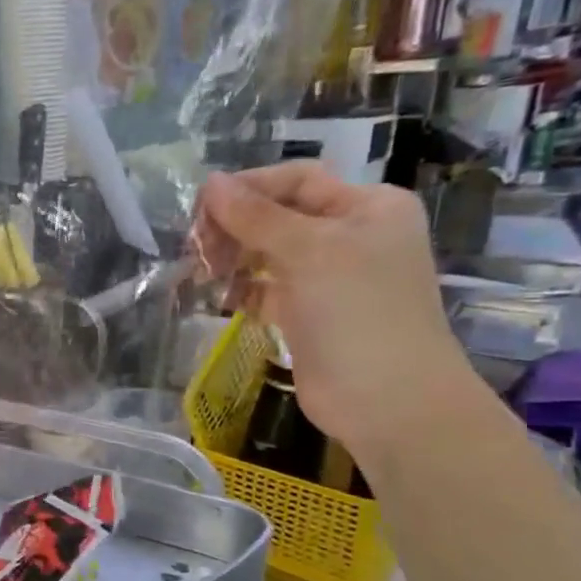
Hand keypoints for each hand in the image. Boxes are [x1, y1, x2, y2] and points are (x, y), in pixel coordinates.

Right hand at [199, 165, 475, 460]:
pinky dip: (241, 289)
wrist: (386, 399)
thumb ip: (256, 216)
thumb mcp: (308, 251)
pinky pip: (266, 289)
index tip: (198, 209)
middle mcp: (351, 236)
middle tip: (194, 248)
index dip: (247, 189)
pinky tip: (217, 296)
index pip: (296, 181)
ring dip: (232, 258)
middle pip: (279, 216)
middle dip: (234, 227)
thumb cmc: (356, 312)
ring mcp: (330, 278)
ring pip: (268, 254)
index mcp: (367, 207)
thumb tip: (210, 183)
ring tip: (200, 274)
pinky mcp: (309, 314)